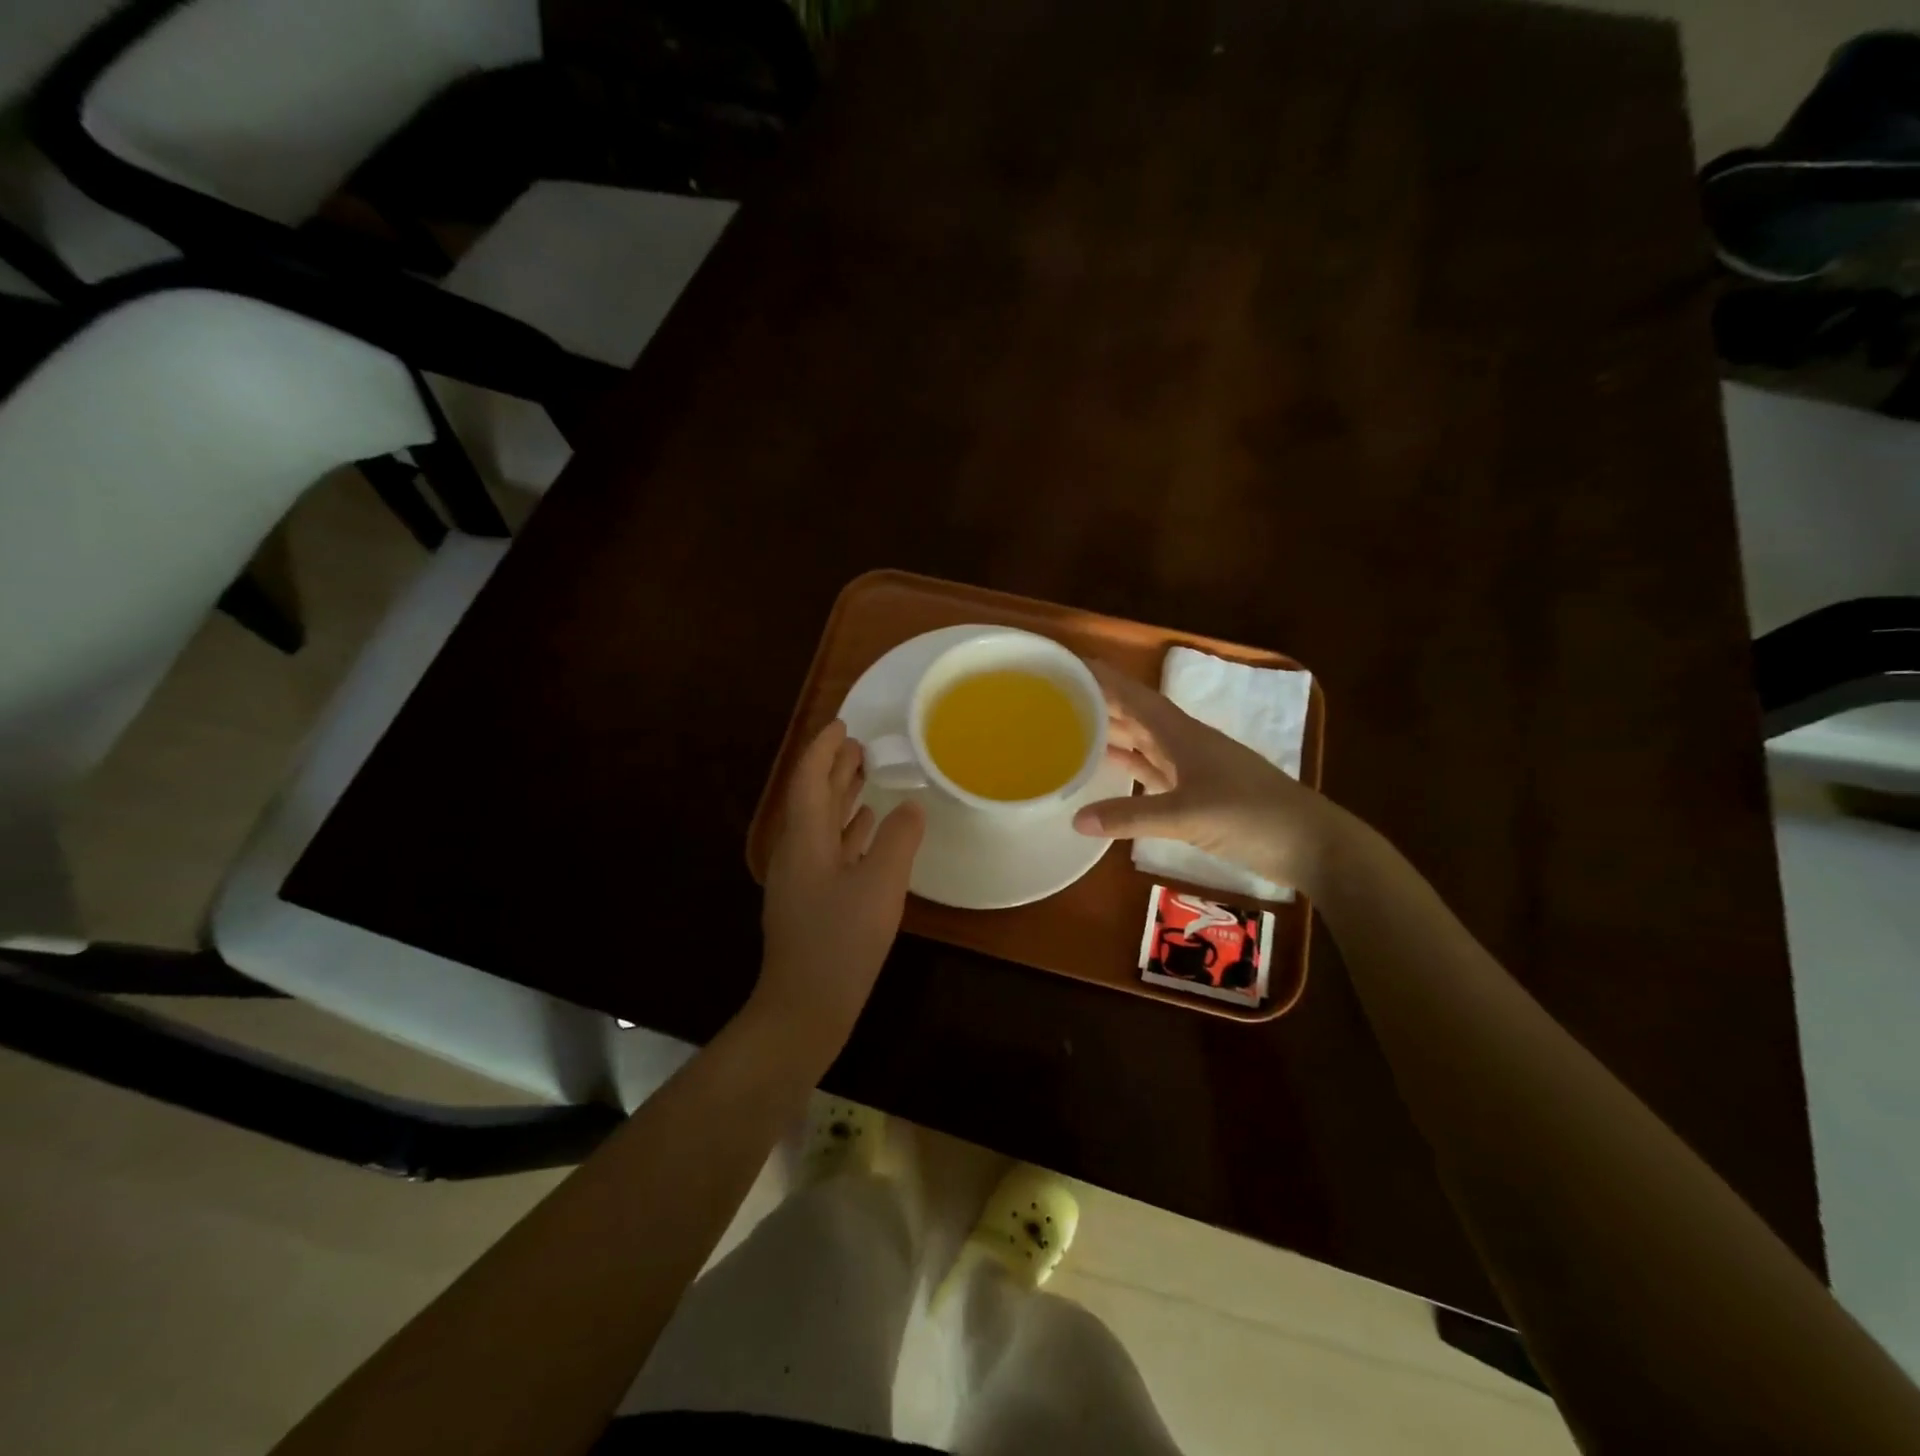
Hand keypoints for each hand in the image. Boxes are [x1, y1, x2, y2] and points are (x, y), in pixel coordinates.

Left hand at [755, 720, 925, 1056]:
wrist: (805, 1008)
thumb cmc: (841, 942)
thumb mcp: (880, 886)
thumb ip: (898, 840)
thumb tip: (911, 807)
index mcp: (805, 839)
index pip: (810, 779)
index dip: (824, 748)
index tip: (843, 724)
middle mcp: (798, 852)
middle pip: (813, 798)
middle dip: (833, 768)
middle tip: (860, 744)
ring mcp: (803, 879)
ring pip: (822, 824)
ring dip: (841, 796)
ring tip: (865, 774)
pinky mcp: (813, 901)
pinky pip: (830, 850)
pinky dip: (848, 831)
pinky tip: (867, 827)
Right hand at [1073, 663, 1343, 893]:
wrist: (1309, 844)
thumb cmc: (1251, 815)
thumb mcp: (1187, 815)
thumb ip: (1131, 817)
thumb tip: (1075, 819)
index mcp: (1182, 733)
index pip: (1134, 696)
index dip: (1103, 678)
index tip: (1067, 665)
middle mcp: (1183, 743)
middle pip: (1135, 715)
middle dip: (1099, 703)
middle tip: (1056, 699)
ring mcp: (1191, 769)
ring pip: (1142, 742)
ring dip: (1111, 734)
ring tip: (1070, 729)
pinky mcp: (1195, 794)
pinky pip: (1151, 772)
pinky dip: (1128, 768)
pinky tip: (1105, 768)